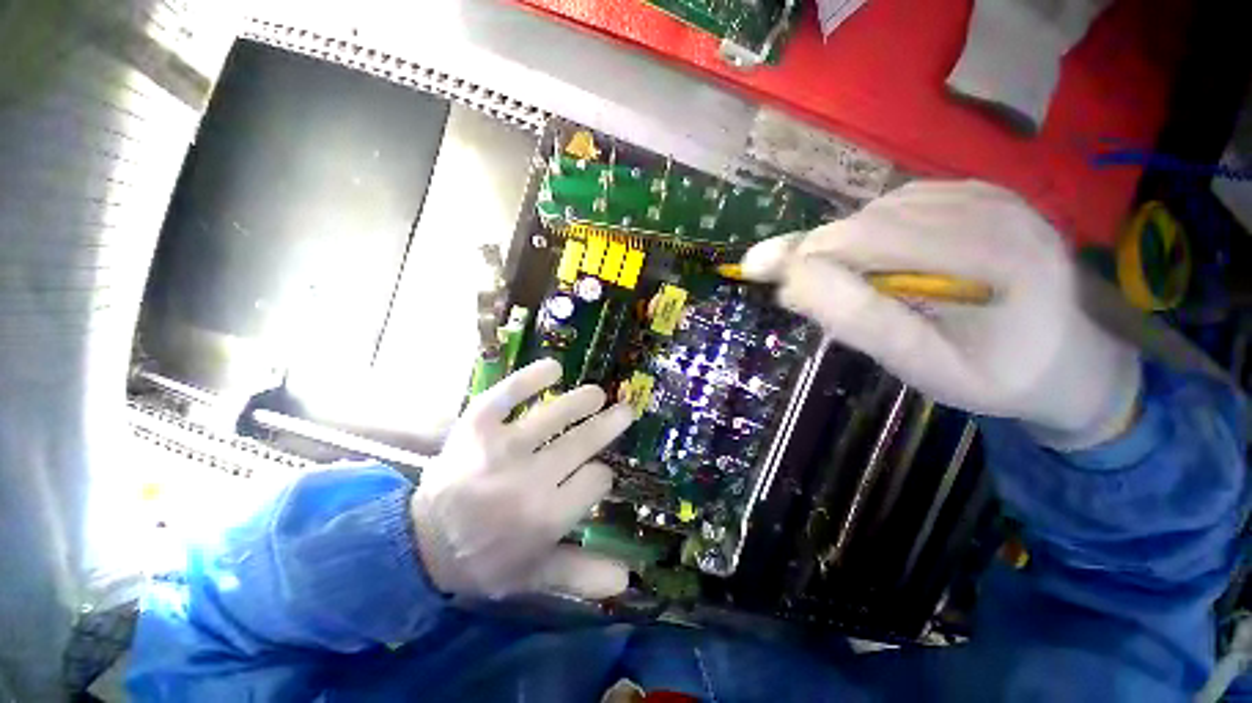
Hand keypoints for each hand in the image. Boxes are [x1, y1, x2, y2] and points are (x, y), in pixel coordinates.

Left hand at [411, 359, 633, 598]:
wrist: (420, 544)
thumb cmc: (485, 559)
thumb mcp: (534, 576)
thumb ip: (580, 574)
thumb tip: (627, 580)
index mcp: (546, 517)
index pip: (596, 479)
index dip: (603, 474)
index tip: (598, 474)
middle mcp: (528, 479)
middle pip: (582, 442)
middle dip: (609, 425)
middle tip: (625, 411)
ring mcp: (501, 447)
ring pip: (555, 416)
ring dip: (582, 401)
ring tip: (598, 394)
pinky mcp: (476, 425)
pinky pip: (508, 394)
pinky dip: (531, 378)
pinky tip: (555, 368)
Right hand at [742, 181, 1139, 448]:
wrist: (1071, 356)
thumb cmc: (998, 374)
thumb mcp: (924, 366)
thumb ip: (860, 321)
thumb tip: (791, 282)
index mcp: (989, 253)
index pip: (864, 238)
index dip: (803, 256)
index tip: (758, 273)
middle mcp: (989, 205)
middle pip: (865, 220)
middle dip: (820, 256)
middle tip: (808, 295)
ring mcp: (985, 191)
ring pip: (875, 211)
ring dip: (846, 249)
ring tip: (857, 287)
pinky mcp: (977, 191)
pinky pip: (896, 206)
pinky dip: (871, 236)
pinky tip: (885, 264)